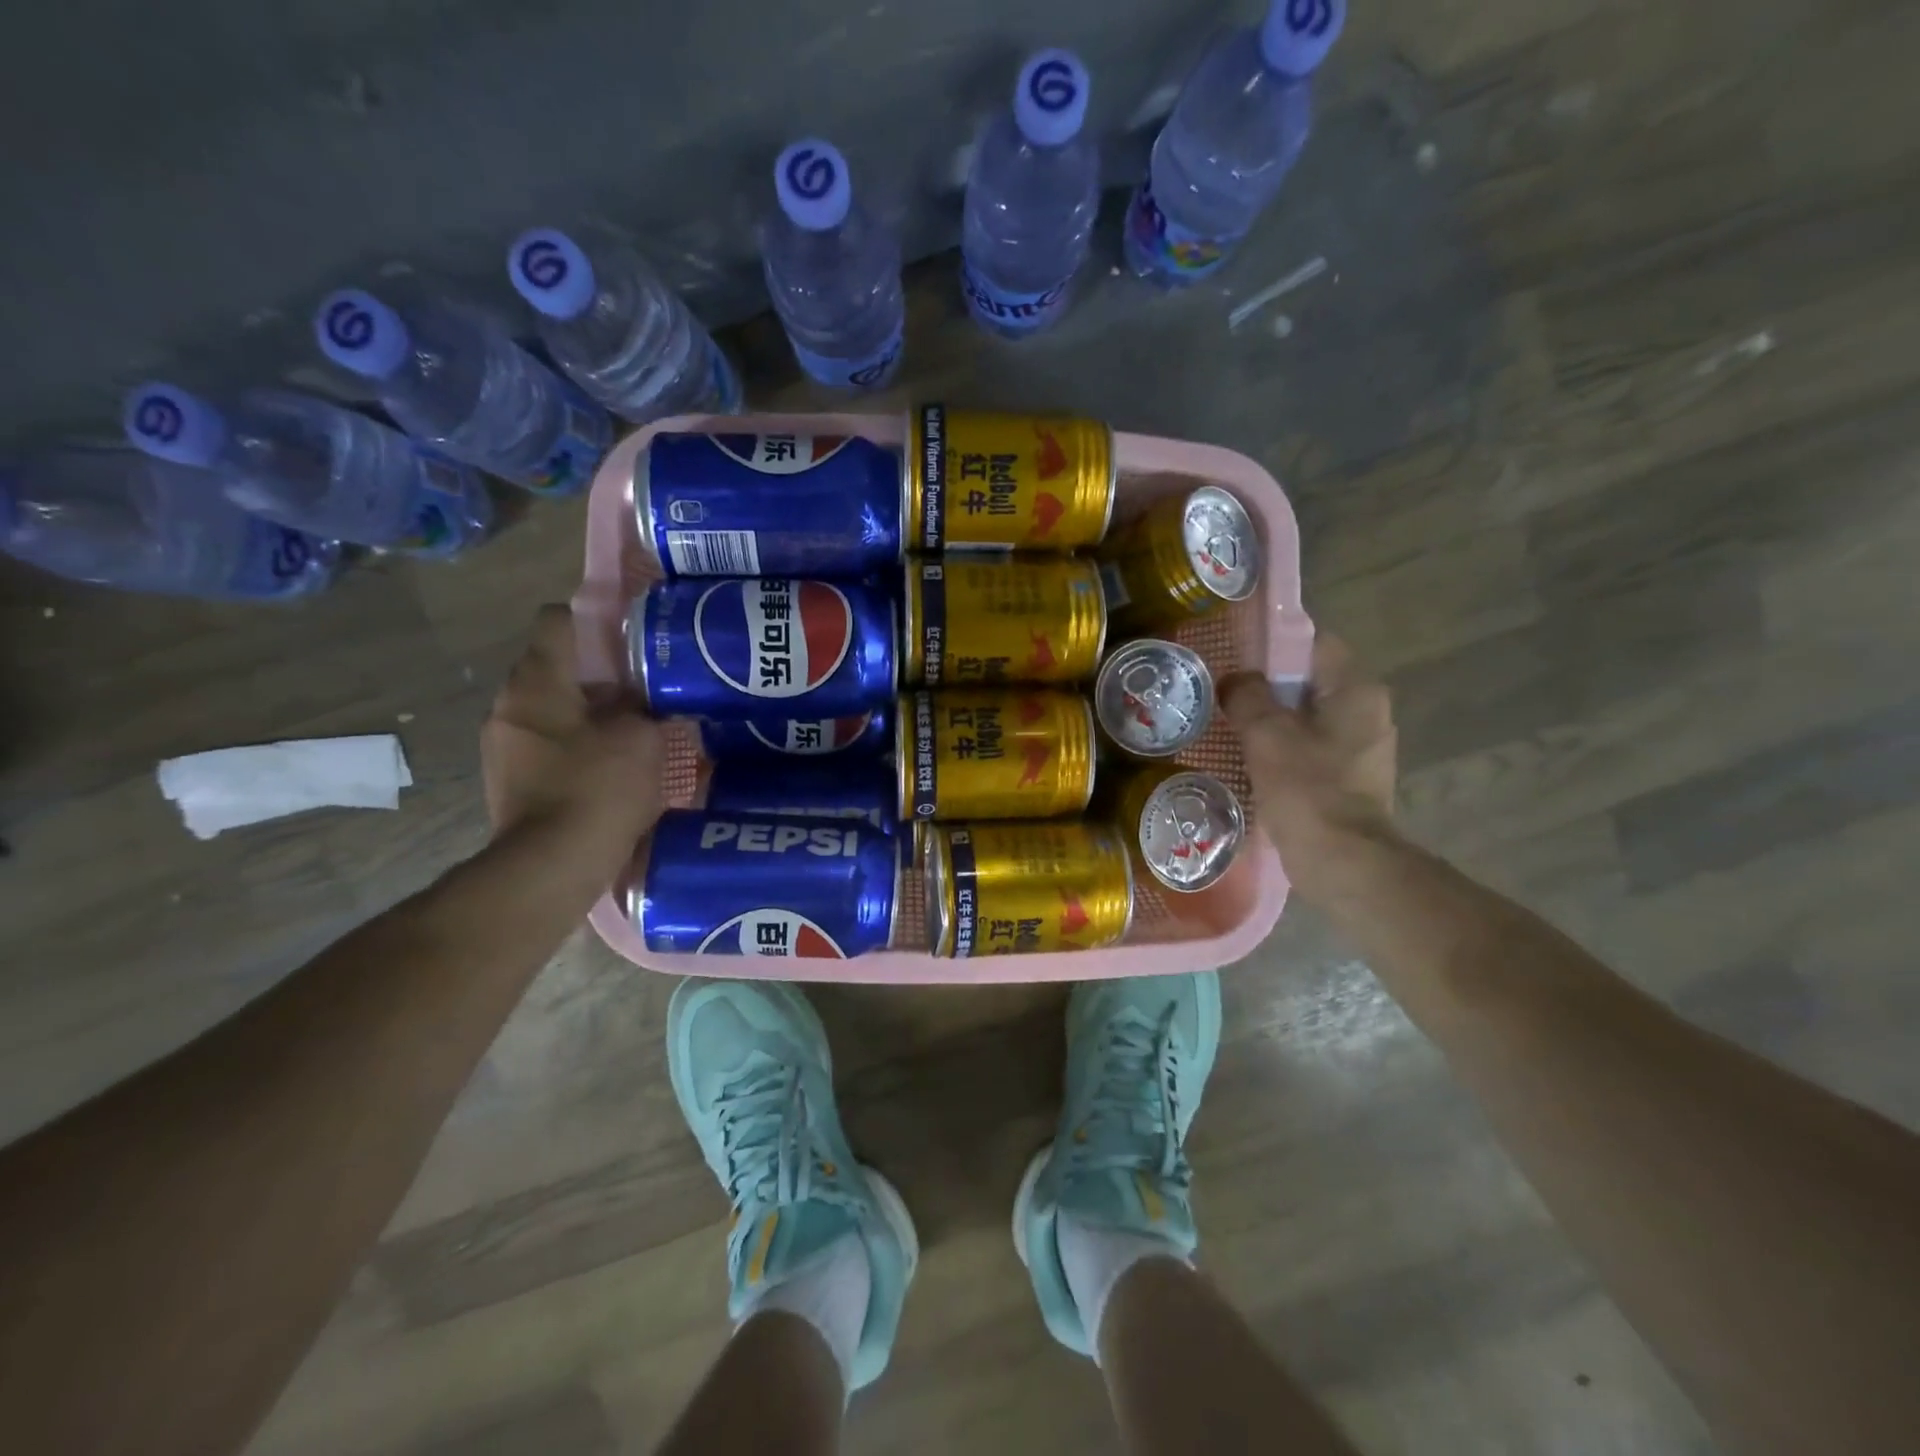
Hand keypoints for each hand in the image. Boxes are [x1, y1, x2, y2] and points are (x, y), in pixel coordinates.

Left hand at [481, 606, 667, 850]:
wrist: (552, 864)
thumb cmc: (599, 786)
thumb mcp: (641, 736)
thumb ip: (643, 704)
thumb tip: (643, 696)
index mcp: (538, 681)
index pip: (556, 620)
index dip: (595, 618)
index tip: (630, 636)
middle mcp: (509, 704)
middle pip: (554, 667)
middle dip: (598, 673)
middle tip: (643, 687)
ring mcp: (503, 744)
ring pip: (551, 708)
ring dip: (587, 712)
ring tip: (631, 728)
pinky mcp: (508, 779)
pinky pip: (547, 743)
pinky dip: (576, 744)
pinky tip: (610, 765)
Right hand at [1221, 636, 1397, 897]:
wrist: (1342, 861)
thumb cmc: (1307, 789)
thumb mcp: (1267, 734)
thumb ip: (1248, 695)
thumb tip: (1235, 680)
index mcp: (1357, 690)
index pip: (1314, 644)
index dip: (1273, 644)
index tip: (1235, 655)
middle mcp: (1367, 712)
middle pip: (1308, 681)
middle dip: (1266, 685)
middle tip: (1223, 691)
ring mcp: (1361, 748)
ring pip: (1306, 717)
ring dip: (1270, 719)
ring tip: (1228, 723)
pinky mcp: (1348, 778)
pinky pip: (1308, 748)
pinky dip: (1281, 748)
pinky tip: (1248, 758)